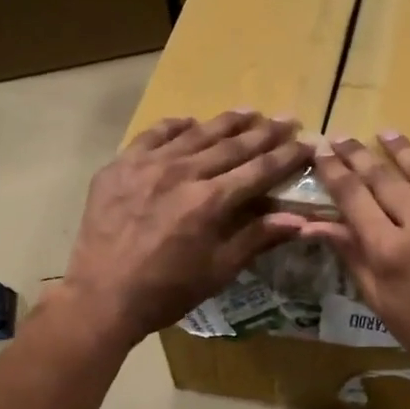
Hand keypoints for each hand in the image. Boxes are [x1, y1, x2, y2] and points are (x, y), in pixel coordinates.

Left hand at [59, 111, 312, 347]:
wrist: (101, 296)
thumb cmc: (166, 292)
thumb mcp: (217, 271)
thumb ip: (256, 238)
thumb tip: (300, 220)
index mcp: (211, 202)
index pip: (259, 170)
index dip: (287, 156)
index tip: (307, 143)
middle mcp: (183, 173)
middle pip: (232, 146)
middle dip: (264, 133)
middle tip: (287, 119)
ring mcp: (148, 165)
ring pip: (195, 134)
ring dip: (226, 122)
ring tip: (250, 112)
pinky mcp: (119, 166)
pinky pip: (152, 136)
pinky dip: (174, 127)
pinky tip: (189, 122)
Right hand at [293, 132, 409, 391]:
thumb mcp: (380, 300)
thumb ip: (351, 255)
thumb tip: (313, 224)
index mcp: (389, 249)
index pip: (353, 197)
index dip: (335, 171)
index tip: (322, 152)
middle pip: (383, 177)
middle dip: (359, 155)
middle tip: (344, 137)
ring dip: (402, 149)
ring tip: (387, 134)